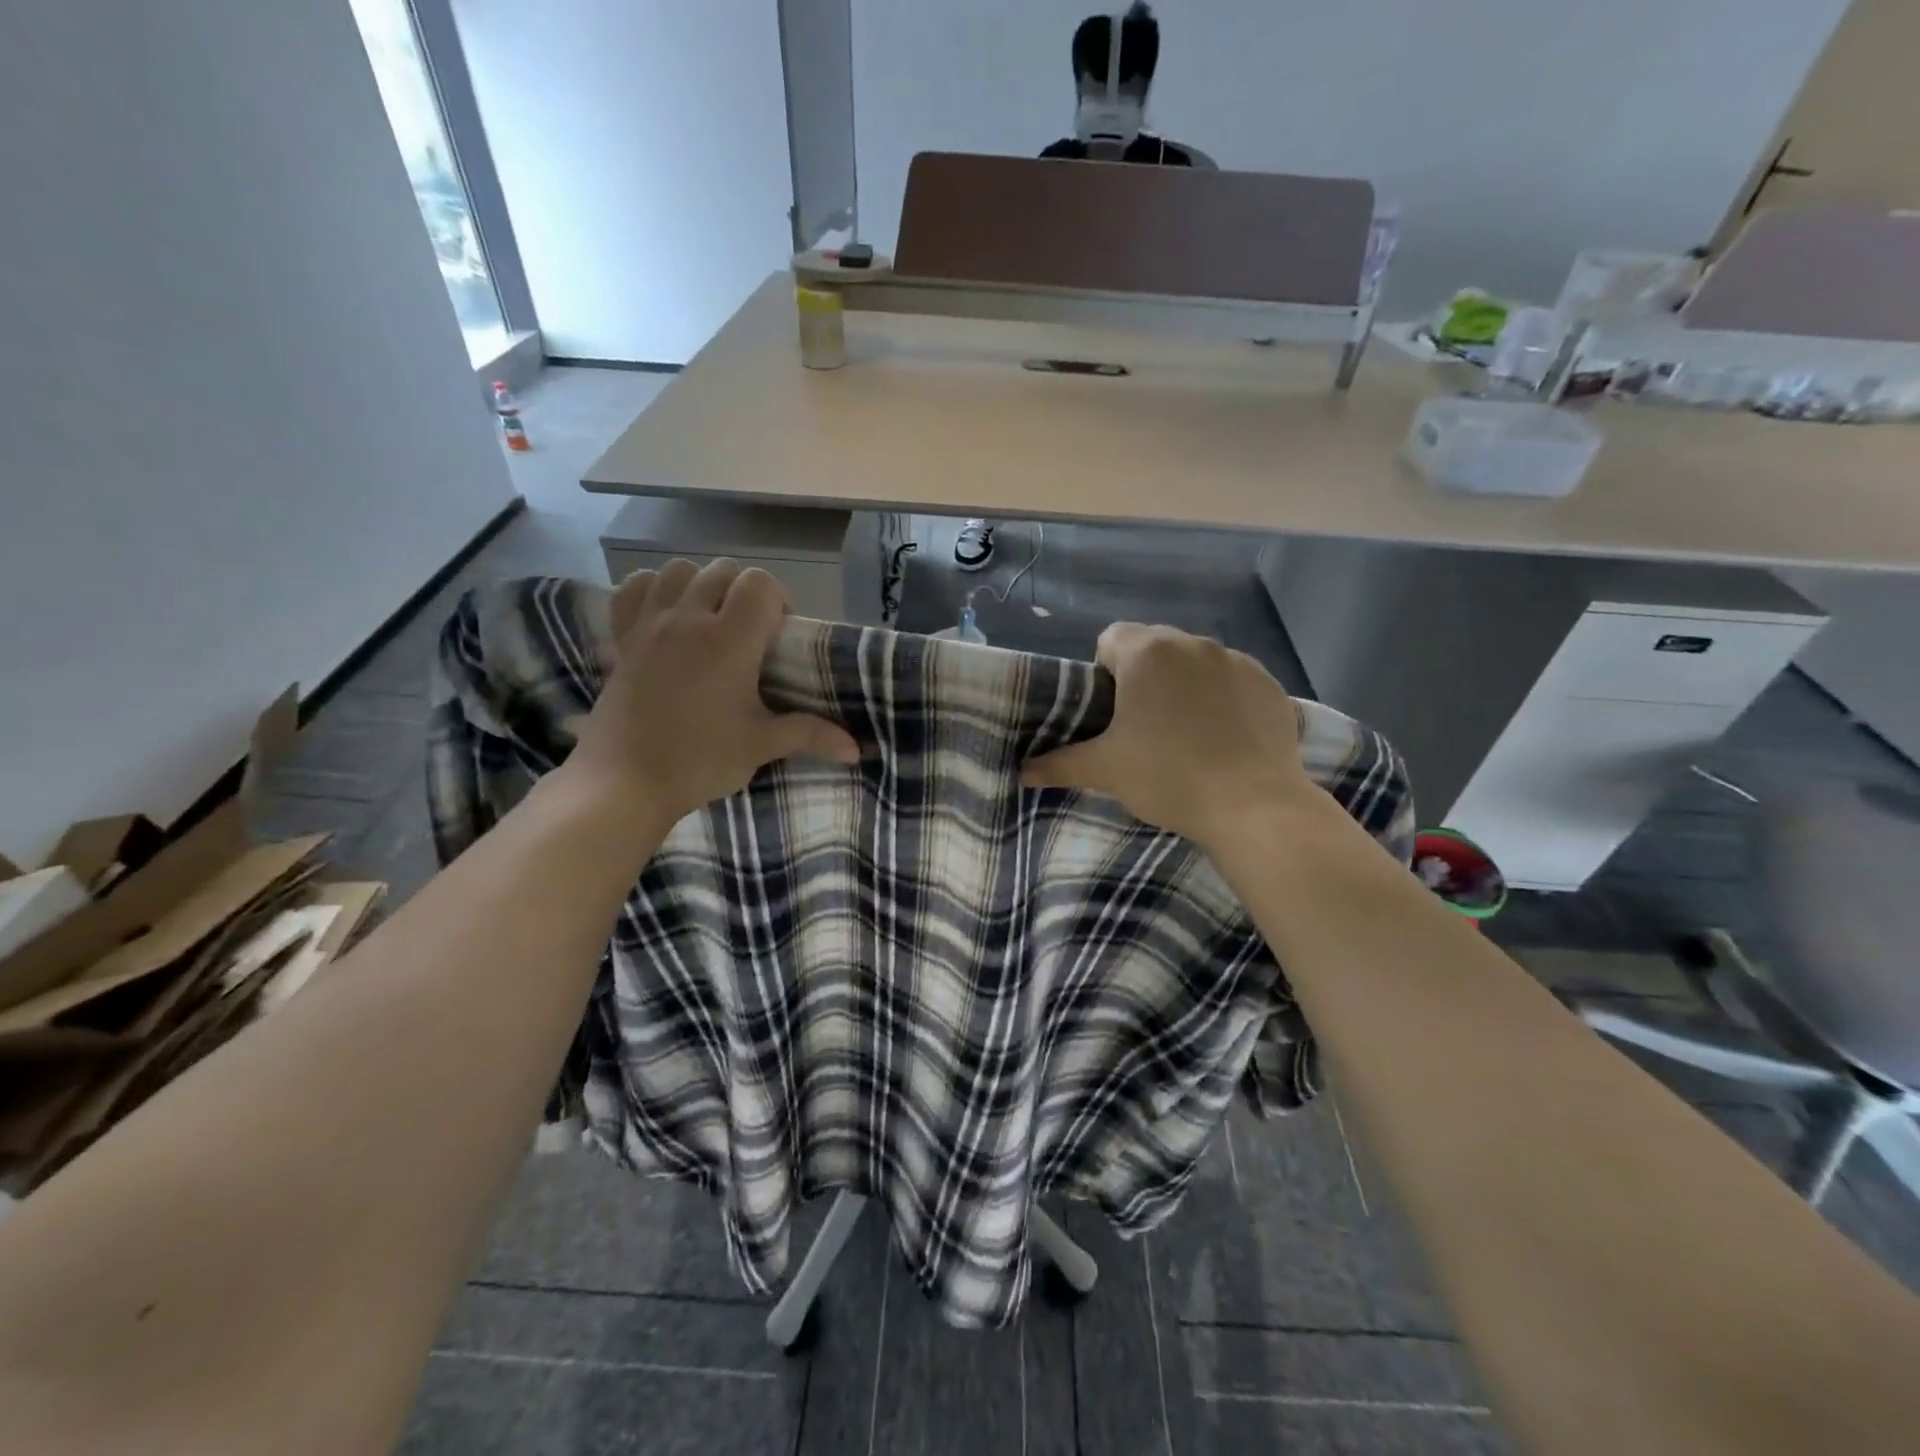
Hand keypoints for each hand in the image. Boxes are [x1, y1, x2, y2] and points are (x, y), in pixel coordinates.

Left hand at [568, 559, 859, 827]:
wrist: (623, 783)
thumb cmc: (698, 761)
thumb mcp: (760, 746)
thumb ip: (810, 735)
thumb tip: (856, 749)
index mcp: (729, 641)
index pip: (760, 583)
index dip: (778, 600)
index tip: (778, 637)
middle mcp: (689, 619)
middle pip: (724, 570)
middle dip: (744, 592)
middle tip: (750, 635)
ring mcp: (649, 624)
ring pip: (680, 570)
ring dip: (702, 585)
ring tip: (709, 621)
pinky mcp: (622, 638)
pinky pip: (635, 588)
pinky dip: (654, 590)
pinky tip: (666, 616)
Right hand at [1022, 623, 1316, 847]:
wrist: (1253, 807)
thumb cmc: (1168, 778)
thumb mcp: (1106, 771)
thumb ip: (1059, 764)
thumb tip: (1021, 773)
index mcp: (1147, 653)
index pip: (1110, 639)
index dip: (1103, 672)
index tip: (1111, 712)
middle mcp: (1193, 644)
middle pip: (1154, 647)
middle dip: (1144, 677)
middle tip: (1143, 726)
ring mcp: (1238, 661)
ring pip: (1196, 663)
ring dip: (1184, 685)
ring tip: (1187, 734)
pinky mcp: (1270, 684)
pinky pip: (1234, 681)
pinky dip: (1224, 699)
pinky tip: (1225, 738)